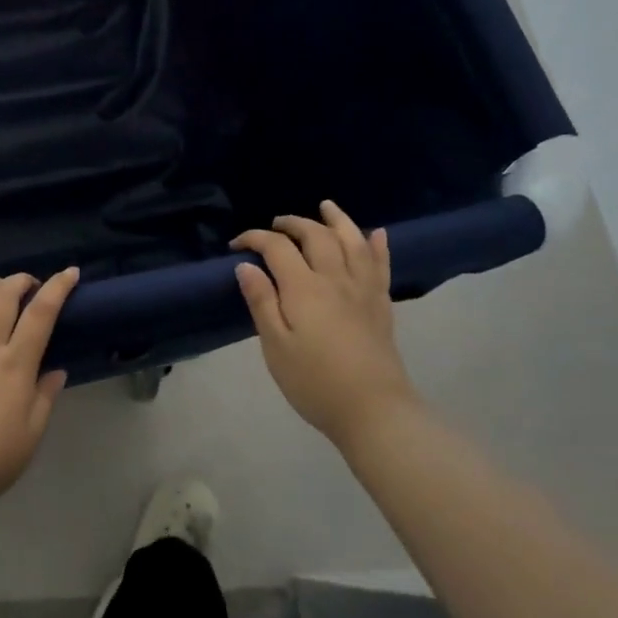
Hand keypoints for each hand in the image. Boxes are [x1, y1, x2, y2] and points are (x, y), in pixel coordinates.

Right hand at [232, 201, 420, 450]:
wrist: (373, 410)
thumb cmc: (314, 382)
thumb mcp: (275, 345)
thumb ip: (261, 301)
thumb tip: (246, 266)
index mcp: (304, 288)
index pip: (277, 248)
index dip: (255, 239)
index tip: (236, 245)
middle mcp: (335, 278)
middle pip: (316, 236)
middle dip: (293, 224)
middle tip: (276, 225)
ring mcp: (363, 290)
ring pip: (352, 242)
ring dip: (337, 220)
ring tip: (326, 207)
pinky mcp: (381, 305)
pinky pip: (381, 265)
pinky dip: (377, 245)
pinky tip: (377, 233)